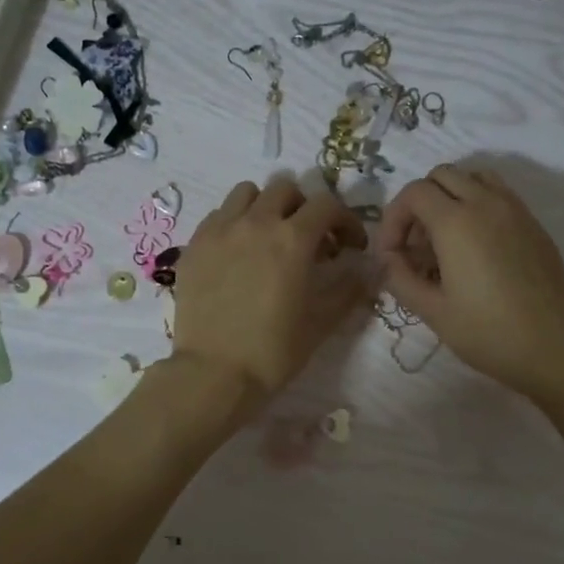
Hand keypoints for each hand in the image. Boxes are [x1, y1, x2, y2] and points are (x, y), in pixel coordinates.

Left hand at [170, 175, 368, 410]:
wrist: (214, 373)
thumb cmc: (273, 351)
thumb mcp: (321, 322)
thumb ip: (349, 288)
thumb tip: (369, 269)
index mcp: (292, 239)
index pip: (327, 205)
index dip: (345, 221)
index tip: (350, 246)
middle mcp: (255, 223)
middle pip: (285, 189)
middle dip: (304, 208)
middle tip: (308, 240)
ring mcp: (219, 231)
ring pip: (246, 193)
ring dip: (265, 207)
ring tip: (268, 237)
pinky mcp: (194, 245)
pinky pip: (218, 216)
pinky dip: (235, 223)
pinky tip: (238, 254)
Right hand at [376, 164, 563, 403]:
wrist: (554, 350)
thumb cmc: (487, 333)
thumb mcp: (432, 311)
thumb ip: (400, 278)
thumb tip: (388, 260)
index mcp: (457, 222)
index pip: (414, 193)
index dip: (393, 219)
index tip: (391, 255)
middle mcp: (487, 203)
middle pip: (442, 176)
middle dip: (419, 204)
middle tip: (416, 247)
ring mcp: (517, 211)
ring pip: (474, 178)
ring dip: (451, 198)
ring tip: (445, 241)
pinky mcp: (535, 226)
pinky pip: (500, 196)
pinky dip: (478, 207)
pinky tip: (476, 251)